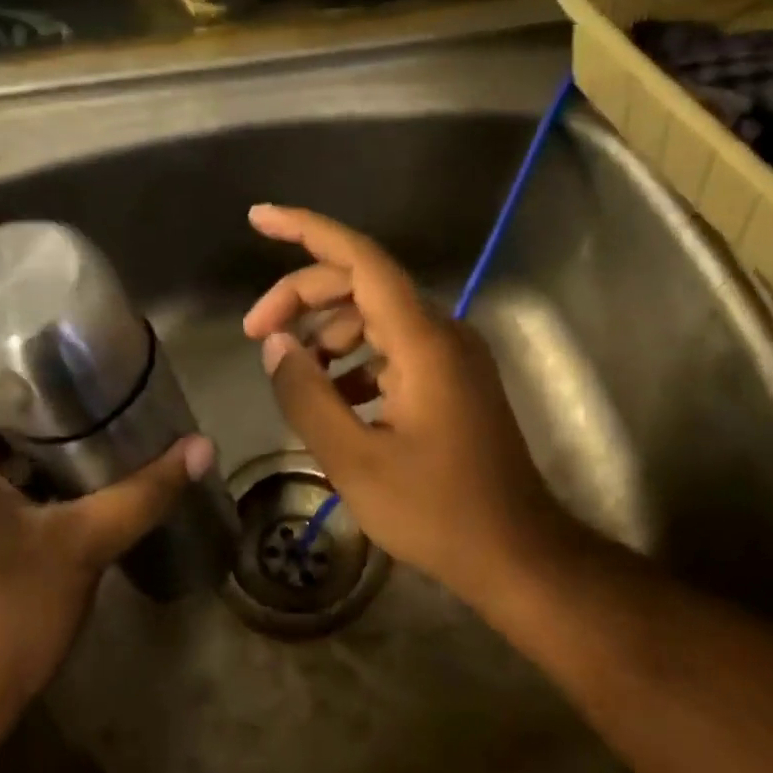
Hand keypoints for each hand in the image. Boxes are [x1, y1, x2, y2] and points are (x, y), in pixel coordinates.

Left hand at [0, 376, 212, 742]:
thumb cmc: (0, 618)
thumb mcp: (80, 547)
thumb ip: (141, 493)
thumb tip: (201, 447)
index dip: (19, 349)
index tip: (73, 340)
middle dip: (37, 392)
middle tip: (98, 376)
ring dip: (31, 436)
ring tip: (95, 414)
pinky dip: (19, 471)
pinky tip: (71, 473)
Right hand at [241, 204, 576, 605]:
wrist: (517, 553)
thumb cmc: (437, 512)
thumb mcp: (355, 460)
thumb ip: (307, 397)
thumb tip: (277, 347)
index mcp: (422, 341)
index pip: (360, 259)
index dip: (307, 231)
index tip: (259, 219)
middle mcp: (441, 333)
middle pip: (362, 285)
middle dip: (302, 298)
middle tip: (256, 334)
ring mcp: (451, 356)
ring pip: (376, 317)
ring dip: (327, 332)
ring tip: (293, 375)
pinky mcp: (452, 381)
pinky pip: (393, 349)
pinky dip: (355, 360)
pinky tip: (333, 397)